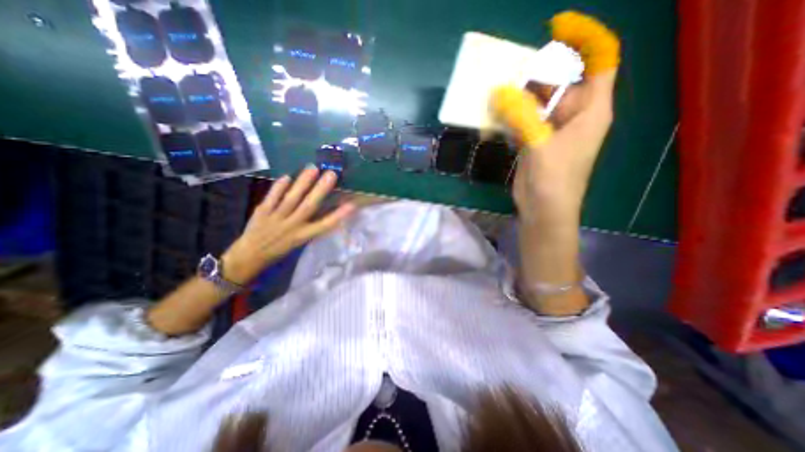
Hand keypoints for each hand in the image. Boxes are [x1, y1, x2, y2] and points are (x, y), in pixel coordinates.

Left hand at [221, 166, 355, 285]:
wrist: (248, 257)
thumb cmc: (278, 251)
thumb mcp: (298, 242)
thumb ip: (310, 226)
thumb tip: (323, 208)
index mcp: (303, 236)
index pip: (325, 225)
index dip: (339, 215)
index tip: (351, 204)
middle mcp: (292, 226)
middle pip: (309, 206)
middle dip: (321, 190)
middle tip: (331, 174)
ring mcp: (276, 218)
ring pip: (291, 199)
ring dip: (303, 183)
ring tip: (312, 169)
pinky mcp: (261, 212)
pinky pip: (271, 198)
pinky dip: (278, 187)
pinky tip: (287, 176)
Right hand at [491, 9, 618, 222]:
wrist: (544, 211)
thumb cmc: (553, 180)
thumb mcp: (540, 144)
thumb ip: (522, 116)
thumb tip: (499, 92)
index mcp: (591, 110)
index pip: (598, 61)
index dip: (583, 38)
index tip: (556, 28)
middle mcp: (574, 115)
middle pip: (559, 81)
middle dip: (535, 74)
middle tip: (507, 72)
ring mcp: (552, 129)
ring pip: (537, 102)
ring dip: (517, 97)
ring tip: (495, 92)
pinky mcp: (535, 142)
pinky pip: (523, 120)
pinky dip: (510, 116)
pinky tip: (494, 116)